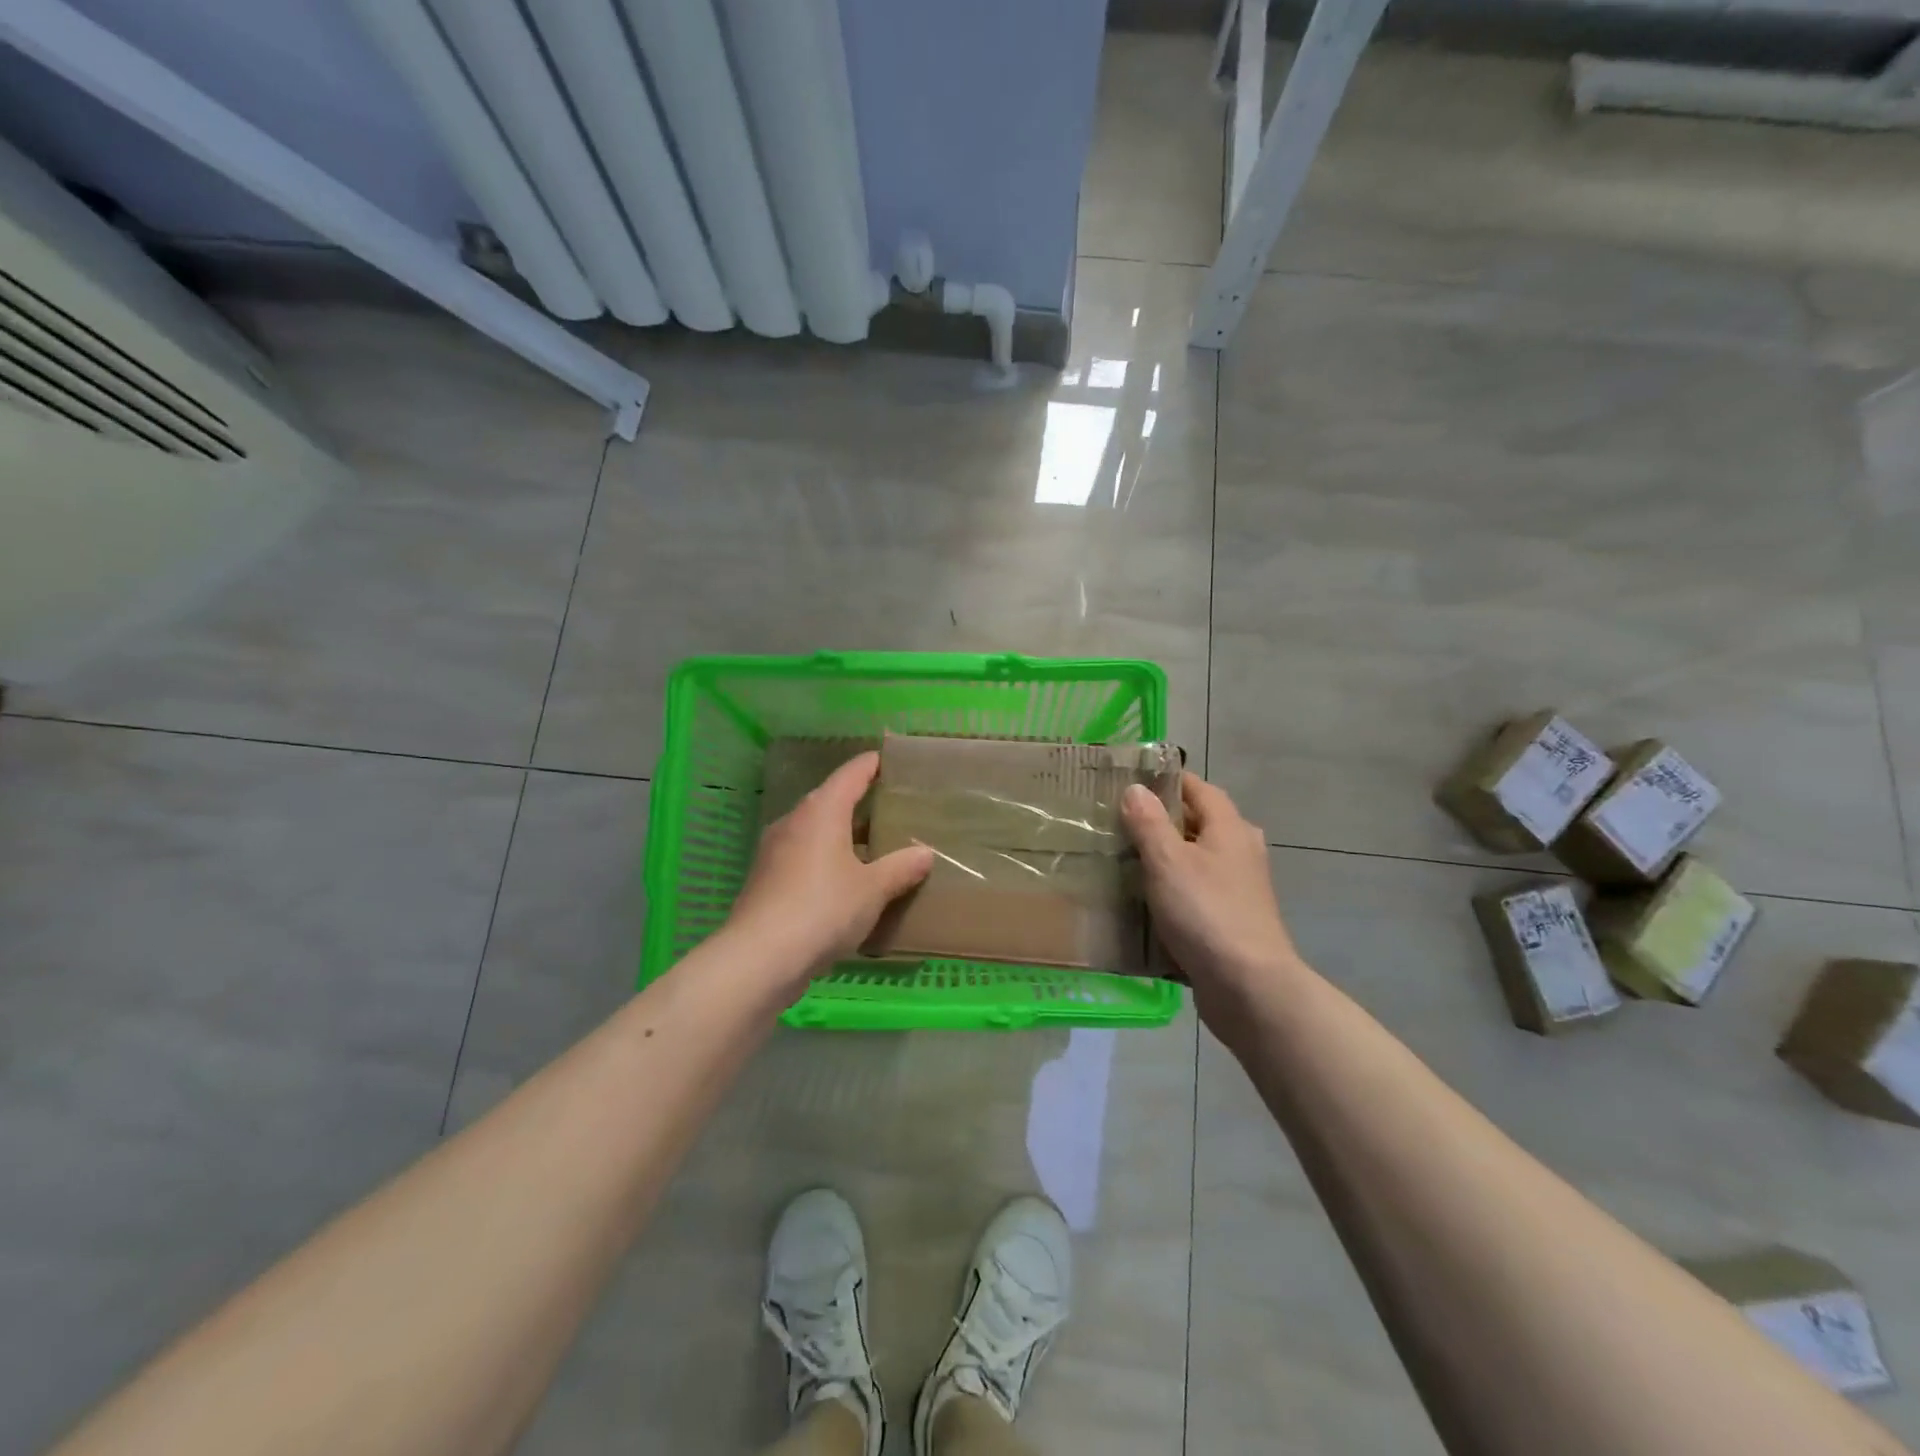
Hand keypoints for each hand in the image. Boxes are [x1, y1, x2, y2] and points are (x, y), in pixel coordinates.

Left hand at [726, 752, 933, 995]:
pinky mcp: (767, 880)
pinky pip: (805, 858)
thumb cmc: (823, 909)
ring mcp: (776, 851)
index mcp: (822, 810)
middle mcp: (795, 821)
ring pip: (818, 832)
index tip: (890, 760)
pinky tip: (847, 883)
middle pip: (832, 801)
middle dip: (862, 804)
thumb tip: (925, 853)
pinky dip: (828, 861)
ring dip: (845, 837)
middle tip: (894, 809)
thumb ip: (901, 868)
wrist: (759, 958)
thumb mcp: (872, 889)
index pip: (851, 774)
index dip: (872, 765)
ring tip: (877, 848)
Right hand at [1121, 774, 1300, 1023]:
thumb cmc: (1206, 912)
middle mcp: (1241, 851)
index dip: (1167, 781)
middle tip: (1121, 824)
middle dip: (1163, 820)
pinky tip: (1148, 902)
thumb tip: (1135, 788)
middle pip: (1199, 823)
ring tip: (1127, 861)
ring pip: (1198, 859)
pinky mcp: (1233, 919)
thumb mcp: (1167, 861)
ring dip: (1168, 857)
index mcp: (1229, 828)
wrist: (1248, 987)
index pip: (1199, 788)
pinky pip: (1199, 892)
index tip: (1130, 782)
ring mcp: (1241, 888)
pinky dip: (1176, 890)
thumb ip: (1149, 823)